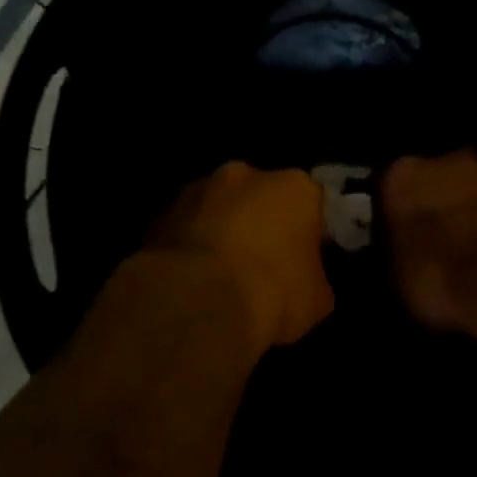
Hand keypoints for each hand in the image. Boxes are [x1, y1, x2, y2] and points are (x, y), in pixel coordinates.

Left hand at [147, 163, 334, 351]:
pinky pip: (185, 231)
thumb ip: (314, 277)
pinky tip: (191, 282)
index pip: (311, 203)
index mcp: (294, 187)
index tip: (304, 260)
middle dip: (260, 224)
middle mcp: (244, 175)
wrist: (198, 302)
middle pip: (259, 197)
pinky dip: (190, 249)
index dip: (309, 232)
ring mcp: (196, 190)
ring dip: (221, 233)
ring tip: (220, 277)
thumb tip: (305, 281)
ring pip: (217, 209)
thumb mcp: (317, 299)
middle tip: (261, 265)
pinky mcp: (159, 215)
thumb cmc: (273, 292)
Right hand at [381, 151, 476, 334]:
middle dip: (434, 209)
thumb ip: (394, 255)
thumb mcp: (396, 279)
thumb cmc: (439, 275)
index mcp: (401, 175)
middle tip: (434, 245)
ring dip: (469, 215)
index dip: (391, 217)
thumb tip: (399, 259)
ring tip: (470, 253)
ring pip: (471, 193)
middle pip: (433, 183)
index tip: (397, 241)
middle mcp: (445, 160)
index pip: (386, 190)